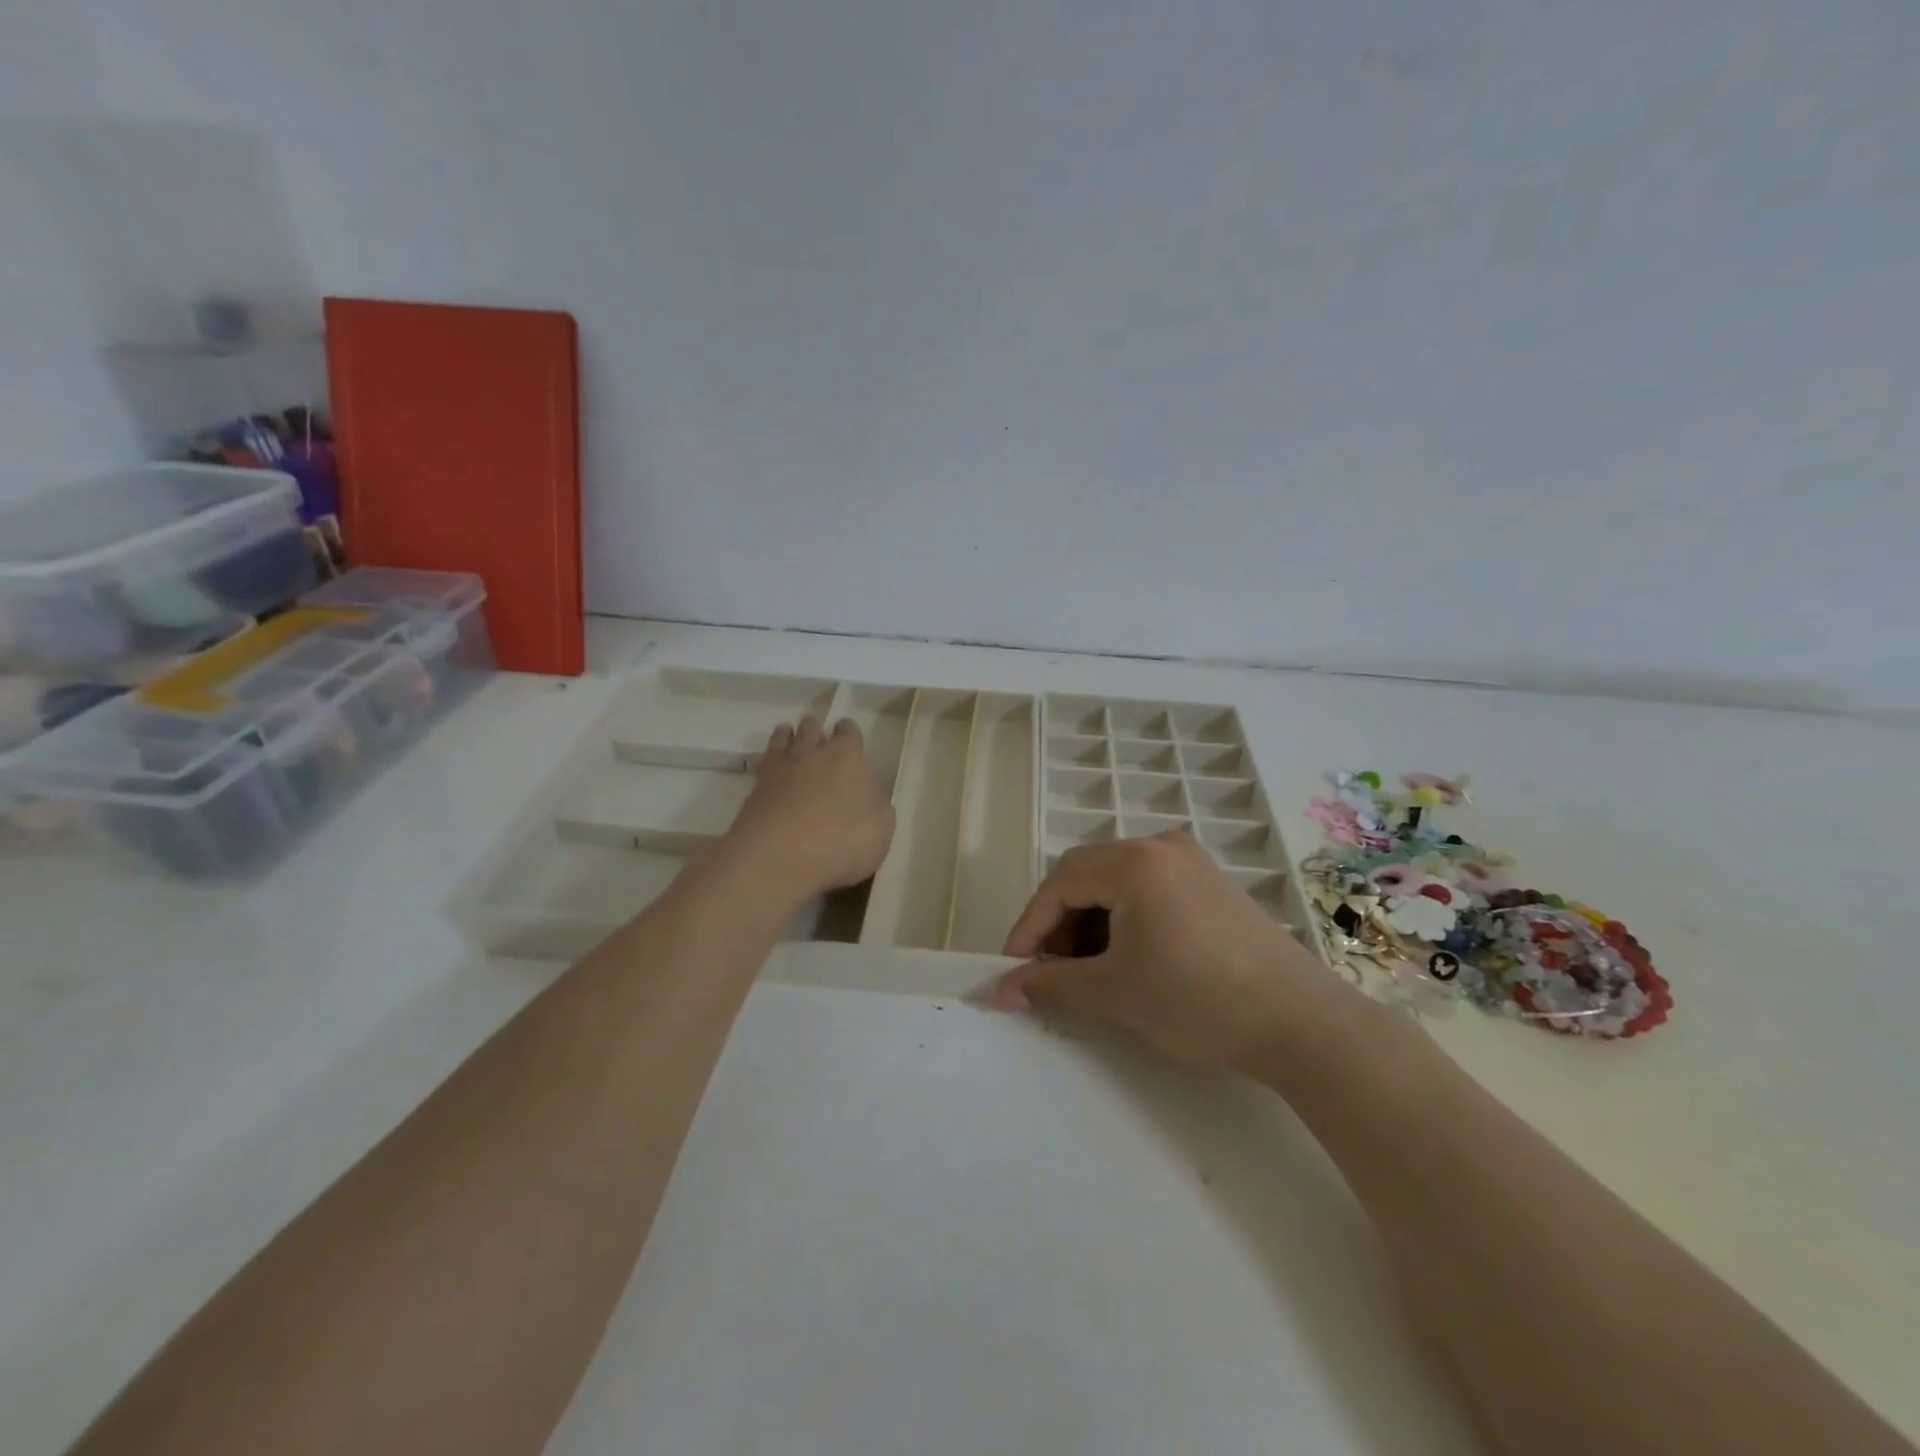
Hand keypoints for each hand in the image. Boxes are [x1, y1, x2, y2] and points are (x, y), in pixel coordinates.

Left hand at [724, 716, 895, 903]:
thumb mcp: (881, 829)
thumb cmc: (843, 841)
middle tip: (818, 741)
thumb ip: (877, 807)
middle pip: (811, 728)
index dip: (849, 734)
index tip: (849, 740)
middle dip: (815, 731)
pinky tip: (771, 773)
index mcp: (848, 757)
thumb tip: (870, 799)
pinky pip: (762, 764)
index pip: (848, 731)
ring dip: (787, 737)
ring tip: (788, 740)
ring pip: (782, 739)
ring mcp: (780, 769)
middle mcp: (812, 754)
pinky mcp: (754, 789)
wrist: (780, 857)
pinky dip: (767, 763)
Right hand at [991, 831, 1364, 1072]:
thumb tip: (1001, 992)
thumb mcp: (1114, 992)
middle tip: (1053, 972)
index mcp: (1134, 861)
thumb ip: (1051, 984)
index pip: (1059, 884)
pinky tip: (1129, 957)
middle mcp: (1160, 846)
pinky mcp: (1211, 882)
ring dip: (1091, 921)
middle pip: (1085, 874)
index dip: (1029, 928)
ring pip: (1116, 881)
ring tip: (1091, 970)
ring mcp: (1190, 861)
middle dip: (1060, 923)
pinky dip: (1125, 918)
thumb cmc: (1198, 1001)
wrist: (1302, 1023)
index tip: (1012, 970)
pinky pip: (1148, 888)